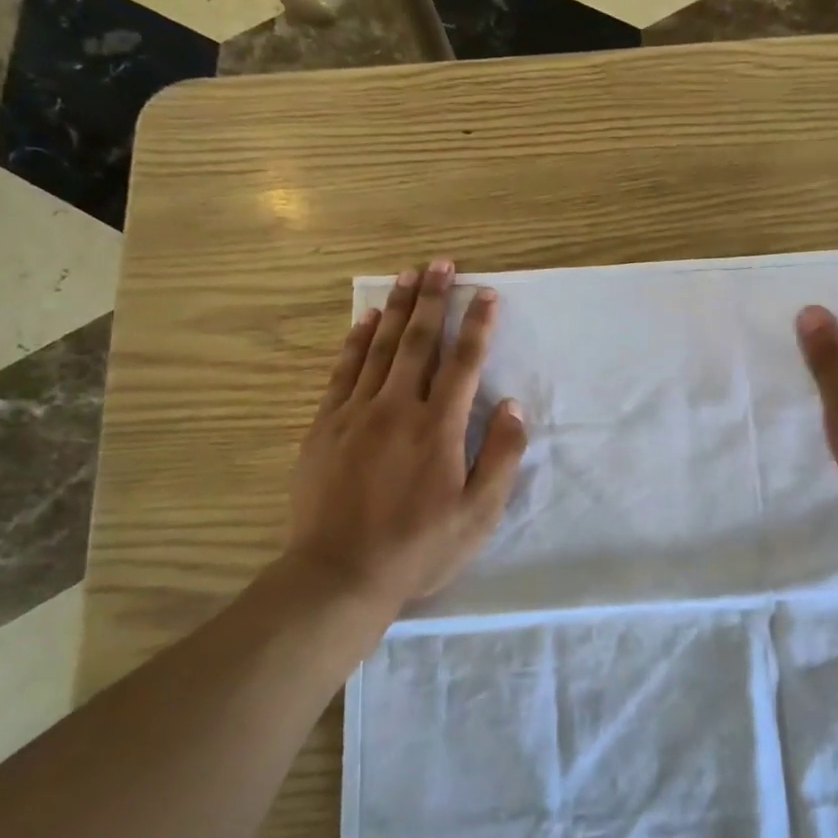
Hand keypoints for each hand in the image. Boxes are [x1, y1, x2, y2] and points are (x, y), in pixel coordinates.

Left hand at [288, 258, 527, 609]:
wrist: (339, 574)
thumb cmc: (419, 547)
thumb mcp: (478, 513)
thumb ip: (500, 456)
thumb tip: (512, 406)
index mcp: (439, 427)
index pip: (464, 362)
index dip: (477, 324)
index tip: (485, 293)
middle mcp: (397, 408)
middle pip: (419, 342)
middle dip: (433, 299)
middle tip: (440, 263)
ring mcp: (356, 414)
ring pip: (379, 348)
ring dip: (397, 308)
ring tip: (406, 275)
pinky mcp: (325, 426)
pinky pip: (343, 371)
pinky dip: (356, 341)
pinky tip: (366, 320)